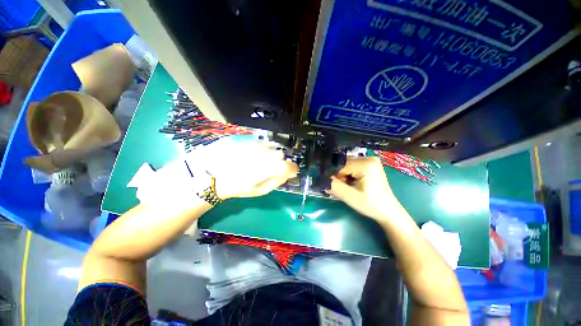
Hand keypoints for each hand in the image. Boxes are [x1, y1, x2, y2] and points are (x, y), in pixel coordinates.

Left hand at [194, 138, 297, 198]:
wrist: (212, 175)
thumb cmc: (238, 187)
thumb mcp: (260, 190)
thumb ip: (278, 181)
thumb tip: (288, 174)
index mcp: (269, 168)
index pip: (290, 165)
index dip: (292, 169)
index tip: (289, 172)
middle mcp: (265, 153)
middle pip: (281, 155)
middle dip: (278, 162)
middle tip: (269, 169)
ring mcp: (256, 144)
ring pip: (272, 147)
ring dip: (269, 155)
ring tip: (258, 163)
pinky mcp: (248, 140)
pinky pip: (262, 143)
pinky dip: (262, 150)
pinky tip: (251, 156)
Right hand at [330, 157, 399, 220]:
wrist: (388, 211)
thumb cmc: (370, 204)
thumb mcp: (349, 196)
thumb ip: (333, 185)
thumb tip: (320, 177)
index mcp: (365, 164)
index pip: (340, 165)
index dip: (334, 175)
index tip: (333, 185)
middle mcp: (369, 158)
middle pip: (343, 163)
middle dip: (339, 175)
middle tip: (344, 187)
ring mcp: (371, 160)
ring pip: (347, 164)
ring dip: (344, 175)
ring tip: (349, 186)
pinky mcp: (371, 164)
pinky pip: (353, 166)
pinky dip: (349, 174)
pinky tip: (353, 183)